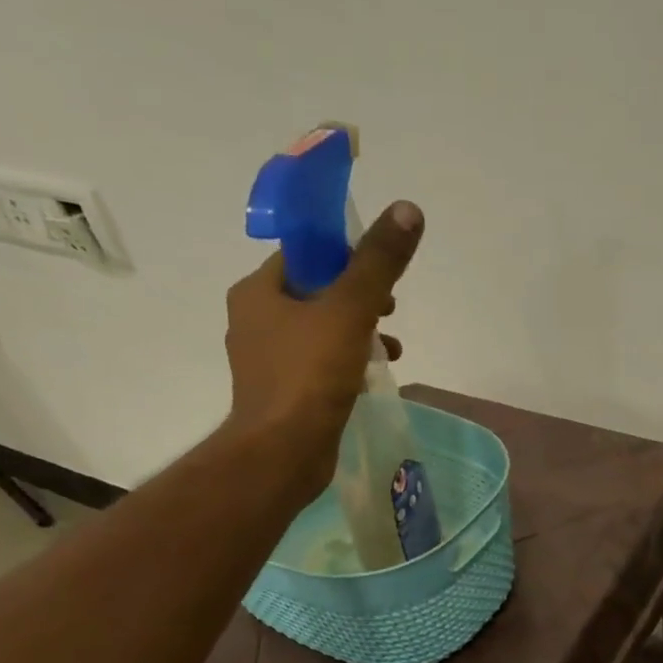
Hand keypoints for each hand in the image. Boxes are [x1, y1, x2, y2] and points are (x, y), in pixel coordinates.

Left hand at [222, 200, 423, 482]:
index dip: (344, 256)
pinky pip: (319, 365)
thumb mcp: (350, 310)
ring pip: (320, 332)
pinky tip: (372, 378)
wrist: (282, 453)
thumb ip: (379, 263)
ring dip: (358, 333)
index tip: (379, 272)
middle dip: (358, 298)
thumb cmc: (310, 376)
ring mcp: (267, 361)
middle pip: (315, 293)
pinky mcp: (283, 394)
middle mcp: (254, 321)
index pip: (304, 256)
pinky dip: (347, 363)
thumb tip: (407, 209)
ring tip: (391, 348)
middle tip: (391, 310)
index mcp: (257, 292)